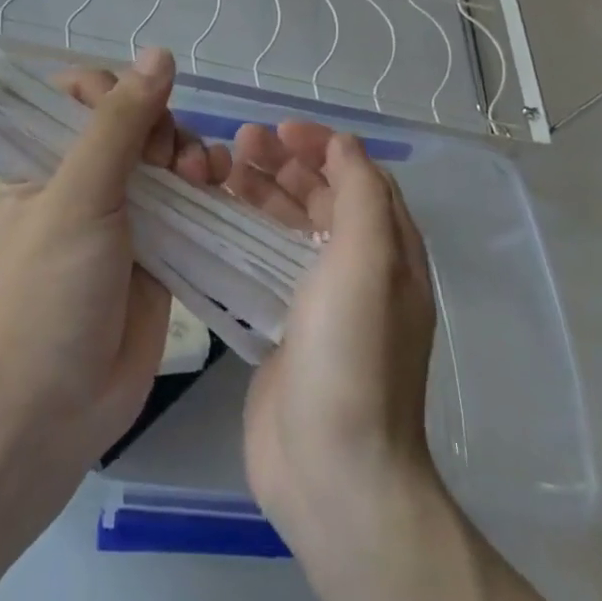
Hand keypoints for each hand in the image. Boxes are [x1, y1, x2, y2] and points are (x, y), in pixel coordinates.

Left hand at [0, 48, 226, 469]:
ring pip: (164, 152)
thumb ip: (119, 123)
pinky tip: (217, 186)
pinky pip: (187, 192)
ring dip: (187, 151)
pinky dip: (205, 182)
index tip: (130, 114)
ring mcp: (121, 208)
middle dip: (158, 125)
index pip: (76, 94)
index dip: (110, 92)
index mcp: (38, 157)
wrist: (60, 402)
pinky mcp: (157, 239)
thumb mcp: (79, 195)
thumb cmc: (52, 288)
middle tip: (165, 159)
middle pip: (131, 117)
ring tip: (198, 177)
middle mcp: (78, 175)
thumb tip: (159, 54)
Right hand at [240, 129, 441, 551]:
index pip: (359, 176)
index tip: (278, 130)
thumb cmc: (352, 354)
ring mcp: (319, 301)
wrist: (332, 470)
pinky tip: (213, 221)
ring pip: (290, 228)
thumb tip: (343, 144)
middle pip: (321, 198)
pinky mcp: (284, 327)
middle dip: (285, 164)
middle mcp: (358, 270)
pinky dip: (243, 234)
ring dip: (261, 193)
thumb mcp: (368, 261)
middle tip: (238, 144)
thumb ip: (361, 194)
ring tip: (220, 170)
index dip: (322, 145)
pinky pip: (263, 263)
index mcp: (389, 251)